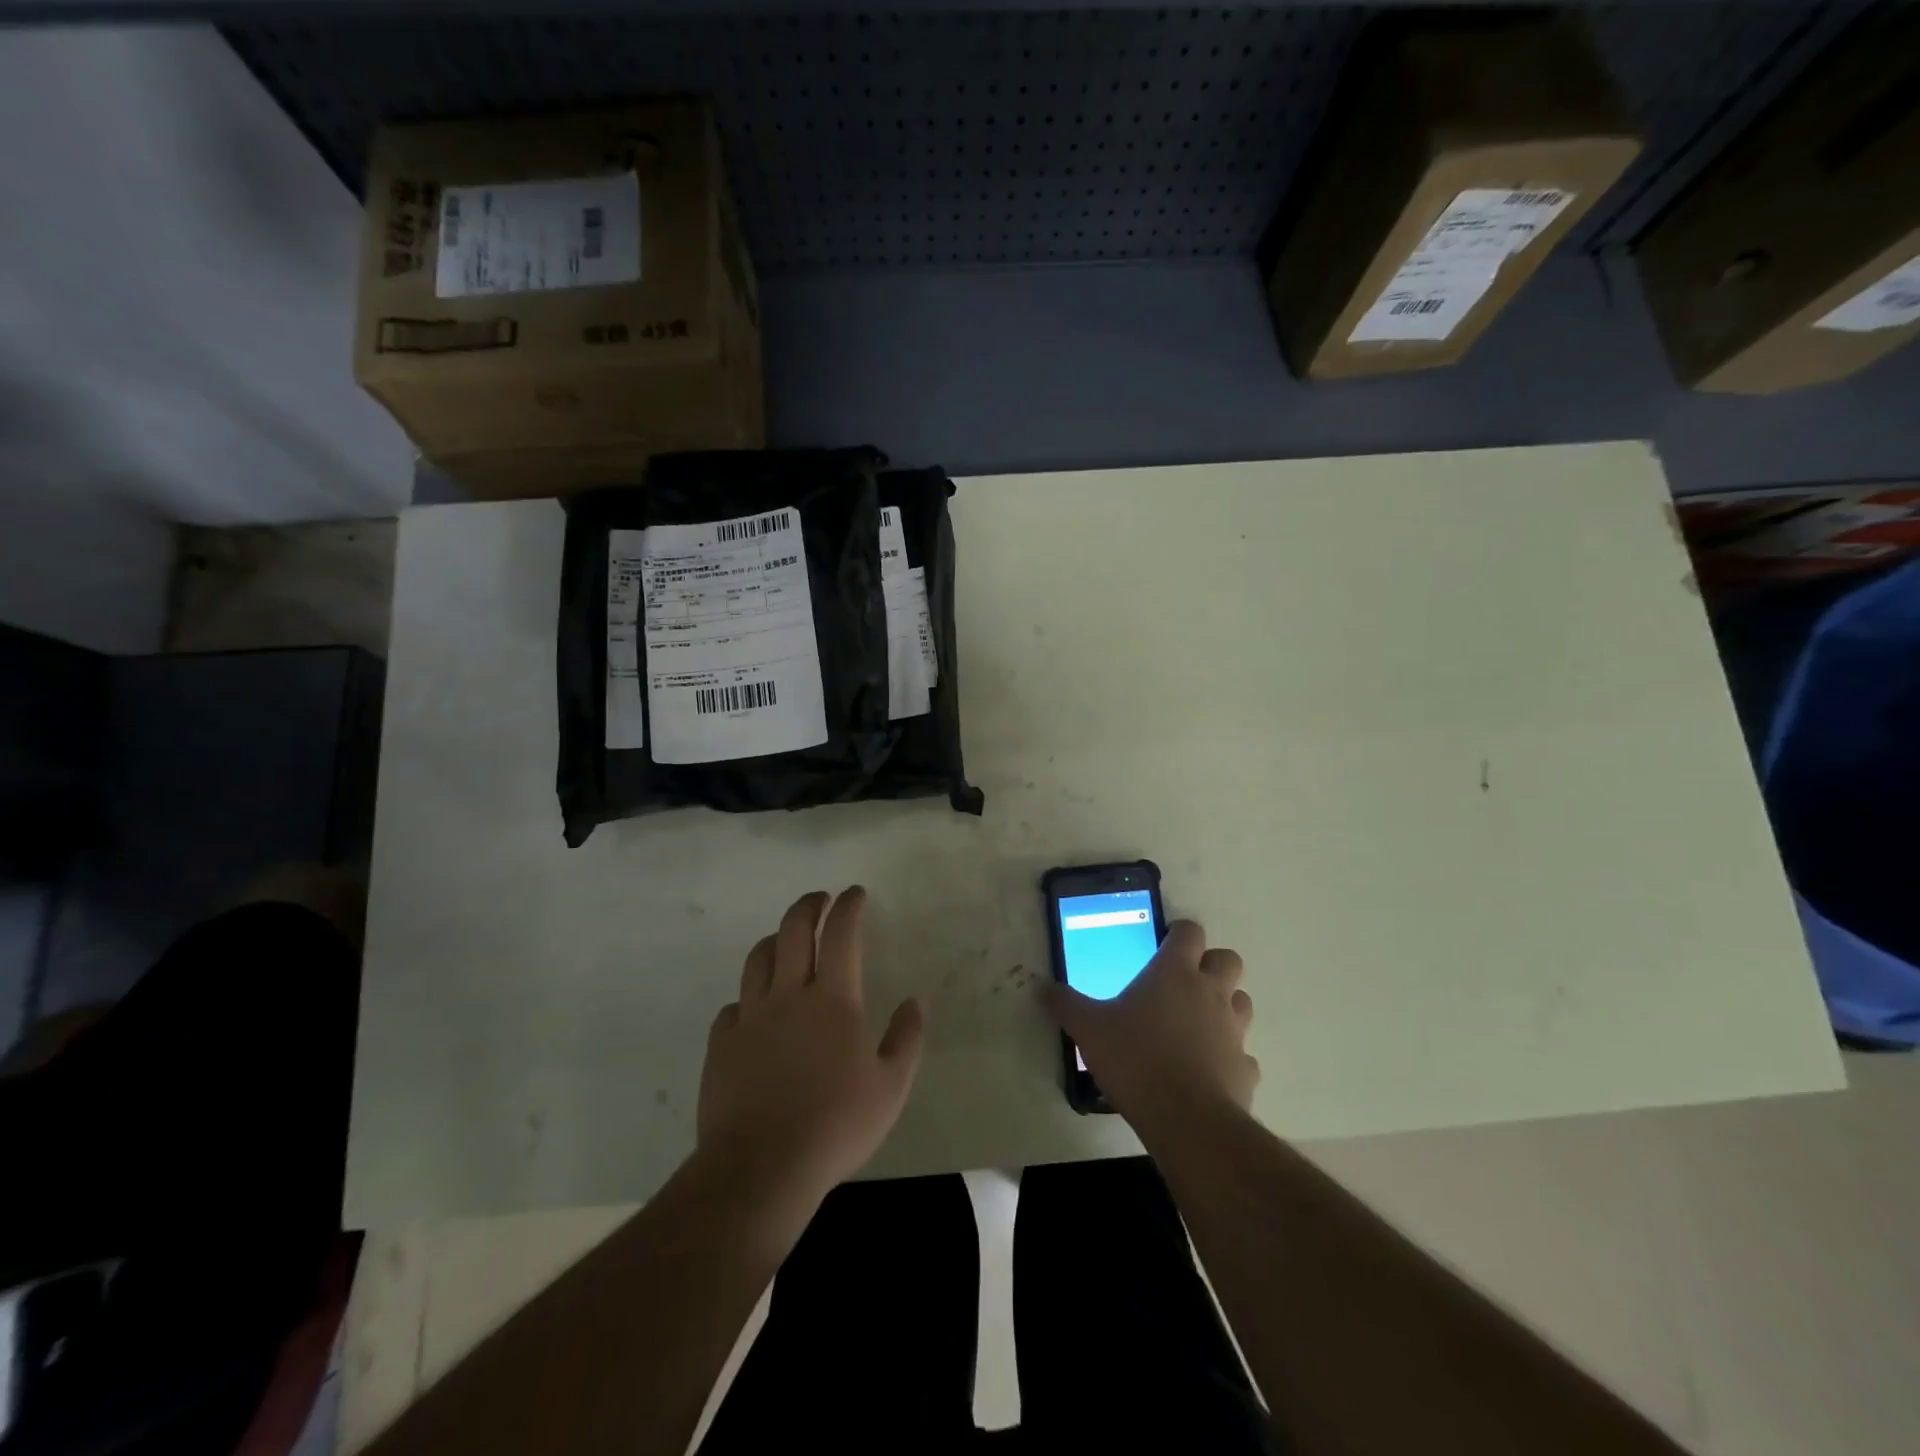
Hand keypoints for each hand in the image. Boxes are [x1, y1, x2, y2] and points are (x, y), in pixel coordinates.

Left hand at [698, 887, 925, 1206]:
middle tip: (820, 899)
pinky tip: (754, 1009)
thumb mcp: (891, 1087)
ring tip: (785, 940)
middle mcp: (789, 995)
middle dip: (809, 906)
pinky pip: (733, 1006)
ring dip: (775, 940)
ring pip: (758, 959)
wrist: (761, 1166)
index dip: (848, 906)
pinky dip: (748, 996)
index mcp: (833, 999)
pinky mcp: (722, 1044)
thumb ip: (906, 1038)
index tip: (854, 893)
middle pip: (793, 931)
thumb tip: (915, 1001)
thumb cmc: (835, 1125)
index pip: (841, 934)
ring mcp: (750, 1017)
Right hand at [1043, 920, 1258, 1129]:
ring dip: (1225, 1006)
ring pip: (1241, 1002)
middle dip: (1211, 965)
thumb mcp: (1088, 1028)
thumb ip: (1066, 1004)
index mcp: (1174, 972)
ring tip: (1196, 1024)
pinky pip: (1243, 1053)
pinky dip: (1229, 1056)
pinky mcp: (1245, 1068)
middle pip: (1228, 959)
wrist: (1186, 1120)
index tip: (1162, 946)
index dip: (1179, 934)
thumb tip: (1043, 987)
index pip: (1190, 931)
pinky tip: (1208, 1070)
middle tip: (1182, 983)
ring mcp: (1233, 1030)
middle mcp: (1210, 992)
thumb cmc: (1135, 1058)